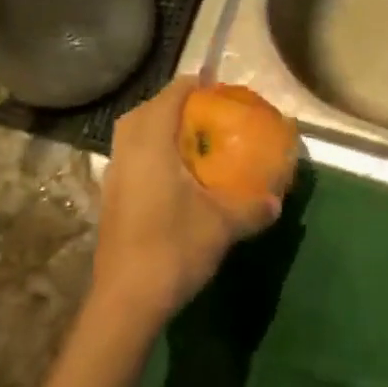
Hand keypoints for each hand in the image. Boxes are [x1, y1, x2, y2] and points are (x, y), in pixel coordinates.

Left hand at [89, 77, 284, 333]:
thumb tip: (276, 201)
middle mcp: (127, 153)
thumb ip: (252, 208)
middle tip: (202, 112)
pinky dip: (149, 153)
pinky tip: (173, 176)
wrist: (126, 301)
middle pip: (144, 112)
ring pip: (132, 136)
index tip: (216, 86)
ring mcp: (113, 177)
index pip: (169, 97)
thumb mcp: (222, 226)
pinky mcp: (110, 199)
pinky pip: (129, 158)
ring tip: (189, 140)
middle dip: (172, 105)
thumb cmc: (173, 249)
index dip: (192, 86)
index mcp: (151, 145)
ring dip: (157, 129)